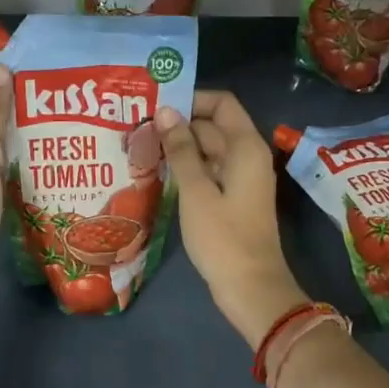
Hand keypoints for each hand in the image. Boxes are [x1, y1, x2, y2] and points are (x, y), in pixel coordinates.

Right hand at [154, 91, 307, 344]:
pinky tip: (158, 174)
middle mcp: (247, 156)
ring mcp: (240, 179)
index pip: (221, 103)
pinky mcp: (233, 199)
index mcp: (245, 147)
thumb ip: (180, 149)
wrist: (250, 288)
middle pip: (213, 126)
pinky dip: (187, 169)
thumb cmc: (223, 238)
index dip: (191, 99)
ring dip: (179, 148)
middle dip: (178, 125)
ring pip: (208, 150)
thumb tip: (165, 111)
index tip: (156, 106)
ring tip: (141, 148)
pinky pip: (209, 172)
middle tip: (137, 128)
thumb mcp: (196, 191)